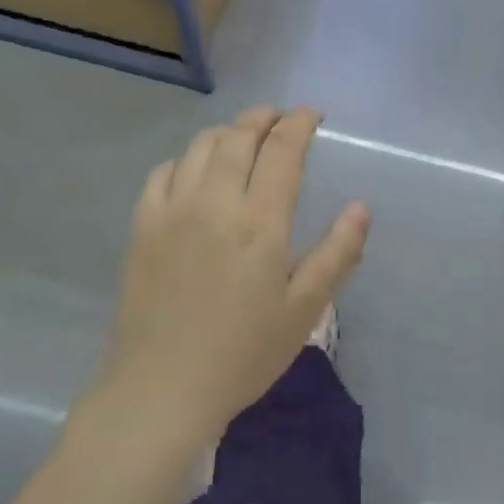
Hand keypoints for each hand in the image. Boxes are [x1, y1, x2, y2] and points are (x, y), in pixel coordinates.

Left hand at [100, 107, 370, 445]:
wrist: (161, 389)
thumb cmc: (243, 353)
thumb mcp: (304, 310)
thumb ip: (337, 253)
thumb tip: (361, 206)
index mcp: (260, 221)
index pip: (282, 150)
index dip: (299, 124)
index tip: (312, 115)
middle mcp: (214, 202)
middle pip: (238, 136)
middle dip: (263, 117)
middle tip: (280, 118)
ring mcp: (172, 210)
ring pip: (199, 146)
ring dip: (227, 132)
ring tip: (243, 138)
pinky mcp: (142, 226)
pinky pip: (163, 172)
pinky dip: (186, 158)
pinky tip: (195, 172)